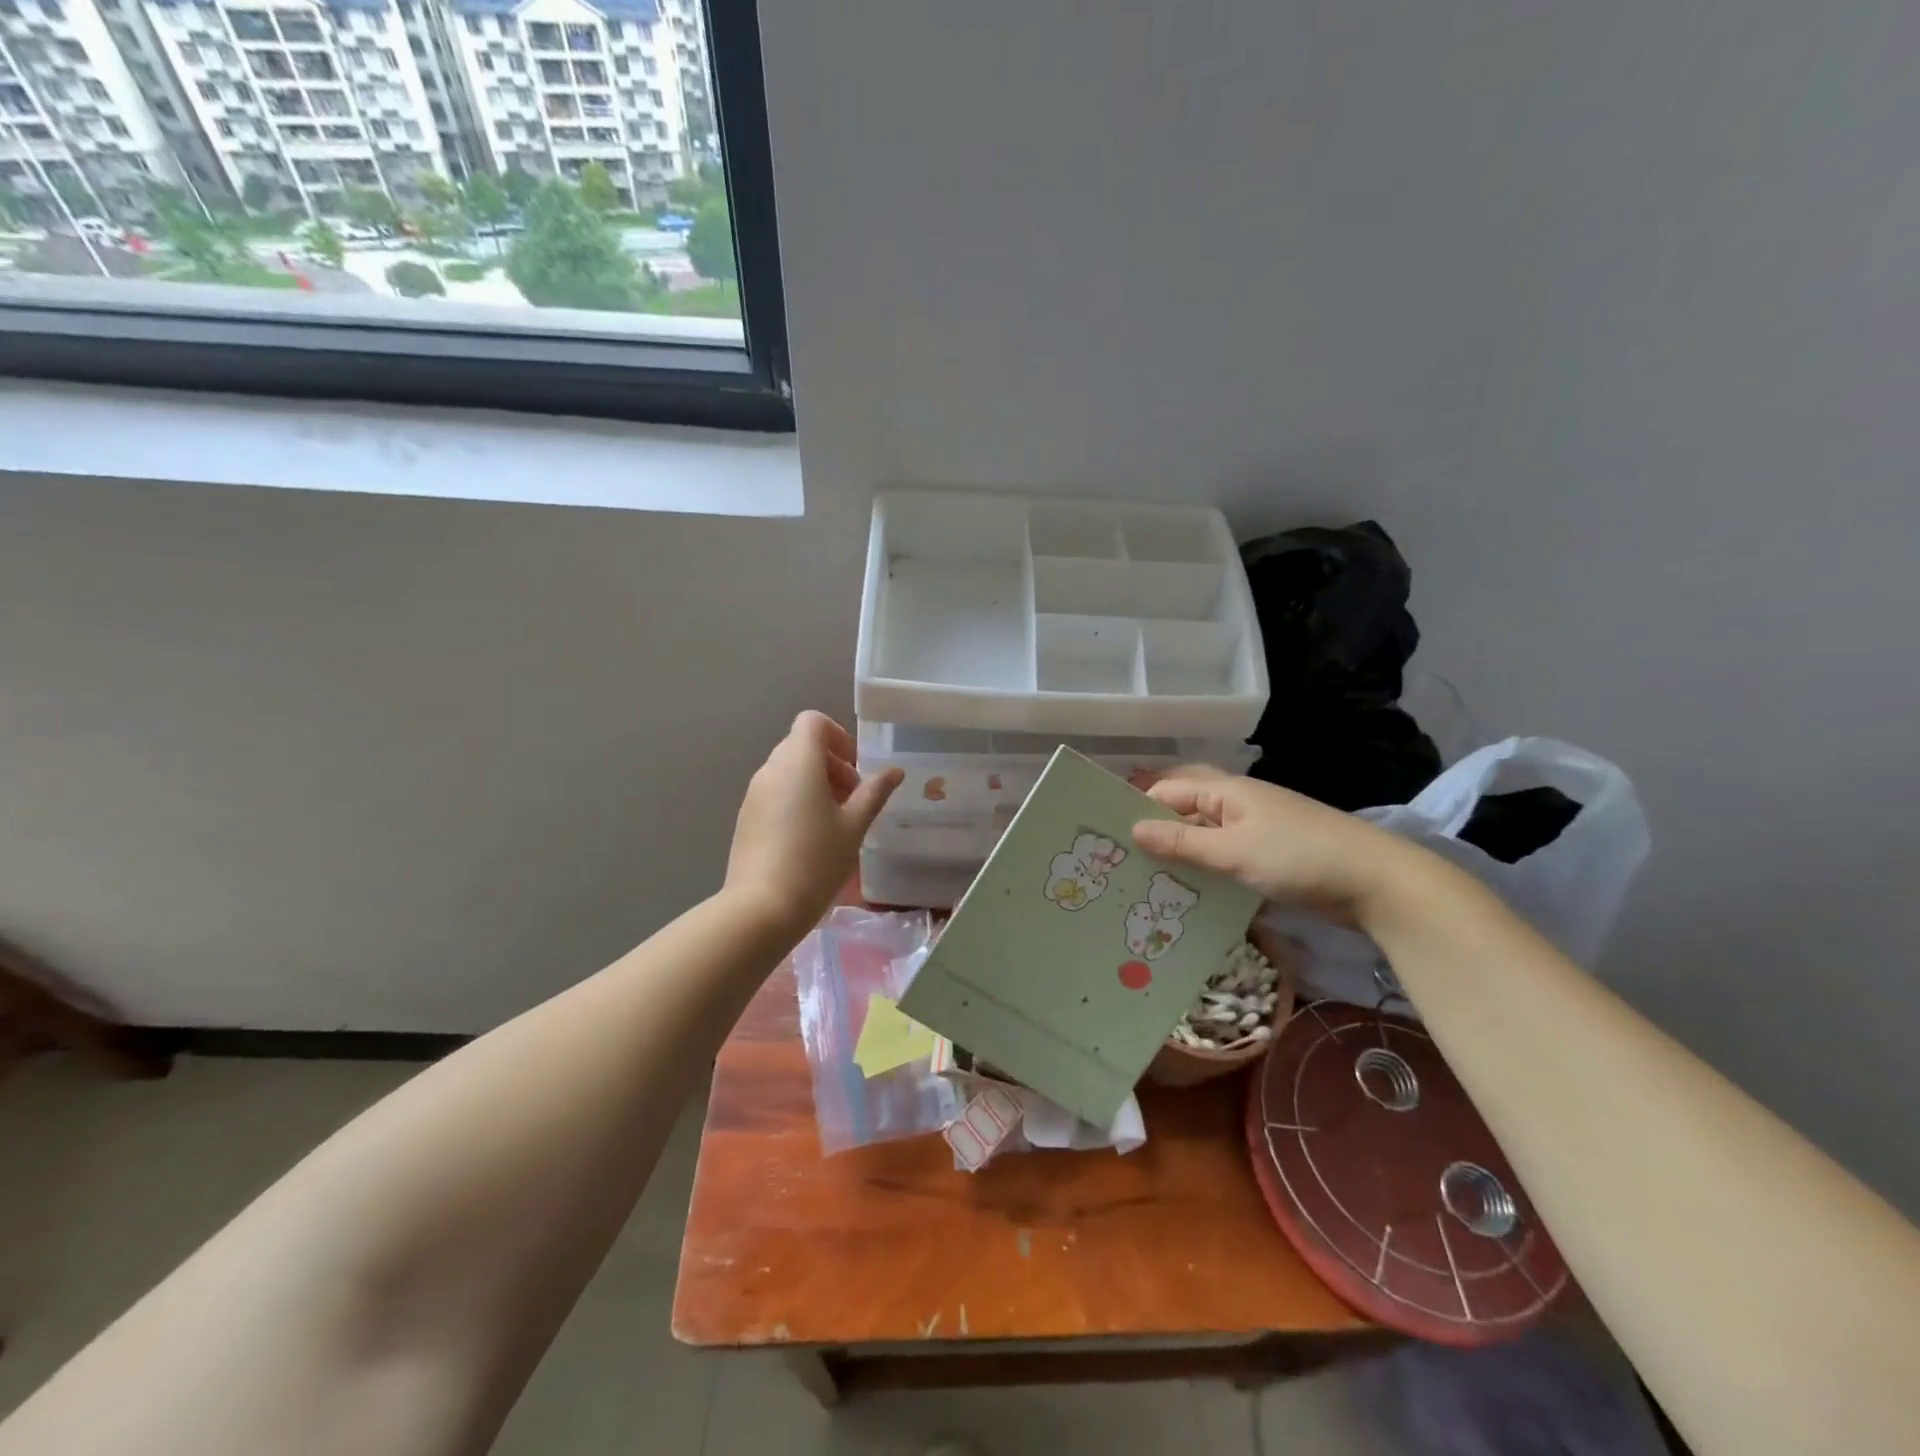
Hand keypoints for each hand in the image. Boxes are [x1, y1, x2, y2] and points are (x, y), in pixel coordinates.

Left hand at [725, 712, 902, 936]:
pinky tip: (810, 838)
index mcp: (797, 762)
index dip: (838, 736)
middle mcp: (770, 769)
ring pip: (788, 771)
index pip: (813, 722)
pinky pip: (775, 793)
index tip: (855, 768)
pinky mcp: (746, 817)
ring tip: (835, 822)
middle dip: (832, 764)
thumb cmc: (816, 860)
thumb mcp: (854, 826)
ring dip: (815, 783)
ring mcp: (754, 794)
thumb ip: (874, 792)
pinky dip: (796, 800)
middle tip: (853, 799)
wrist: (762, 908)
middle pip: (801, 746)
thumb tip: (894, 771)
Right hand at [1131, 766, 1418, 926]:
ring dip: (1180, 851)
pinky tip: (1189, 891)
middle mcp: (1237, 803)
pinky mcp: (1269, 855)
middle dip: (1156, 827)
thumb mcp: (1234, 851)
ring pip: (1204, 834)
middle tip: (1123, 856)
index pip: (1168, 791)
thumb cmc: (1299, 857)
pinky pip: (1225, 855)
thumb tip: (1134, 829)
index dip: (1138, 809)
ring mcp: (1256, 829)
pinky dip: (1205, 868)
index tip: (1108, 839)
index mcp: (1227, 791)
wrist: (1376, 882)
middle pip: (1185, 808)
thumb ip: (1183, 842)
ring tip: (1146, 878)